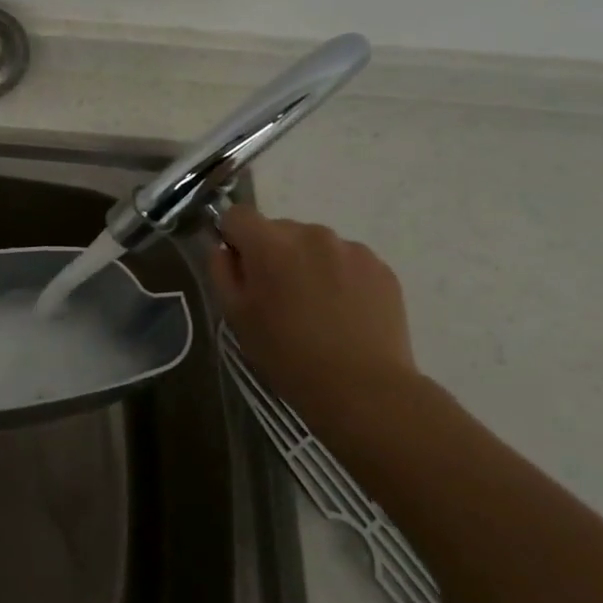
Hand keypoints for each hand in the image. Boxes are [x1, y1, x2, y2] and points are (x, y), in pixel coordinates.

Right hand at [208, 205, 417, 423]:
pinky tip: (342, 312)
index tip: (240, 269)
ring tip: (315, 307)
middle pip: (278, 229)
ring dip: (307, 263)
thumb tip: (225, 250)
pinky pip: (346, 260)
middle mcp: (311, 234)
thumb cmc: (287, 354)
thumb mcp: (236, 316)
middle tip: (277, 296)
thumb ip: (222, 272)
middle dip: (272, 253)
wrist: (363, 388)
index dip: (232, 237)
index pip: (237, 214)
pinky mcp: (381, 267)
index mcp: (269, 243)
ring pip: (314, 244)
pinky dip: (339, 276)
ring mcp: (351, 248)